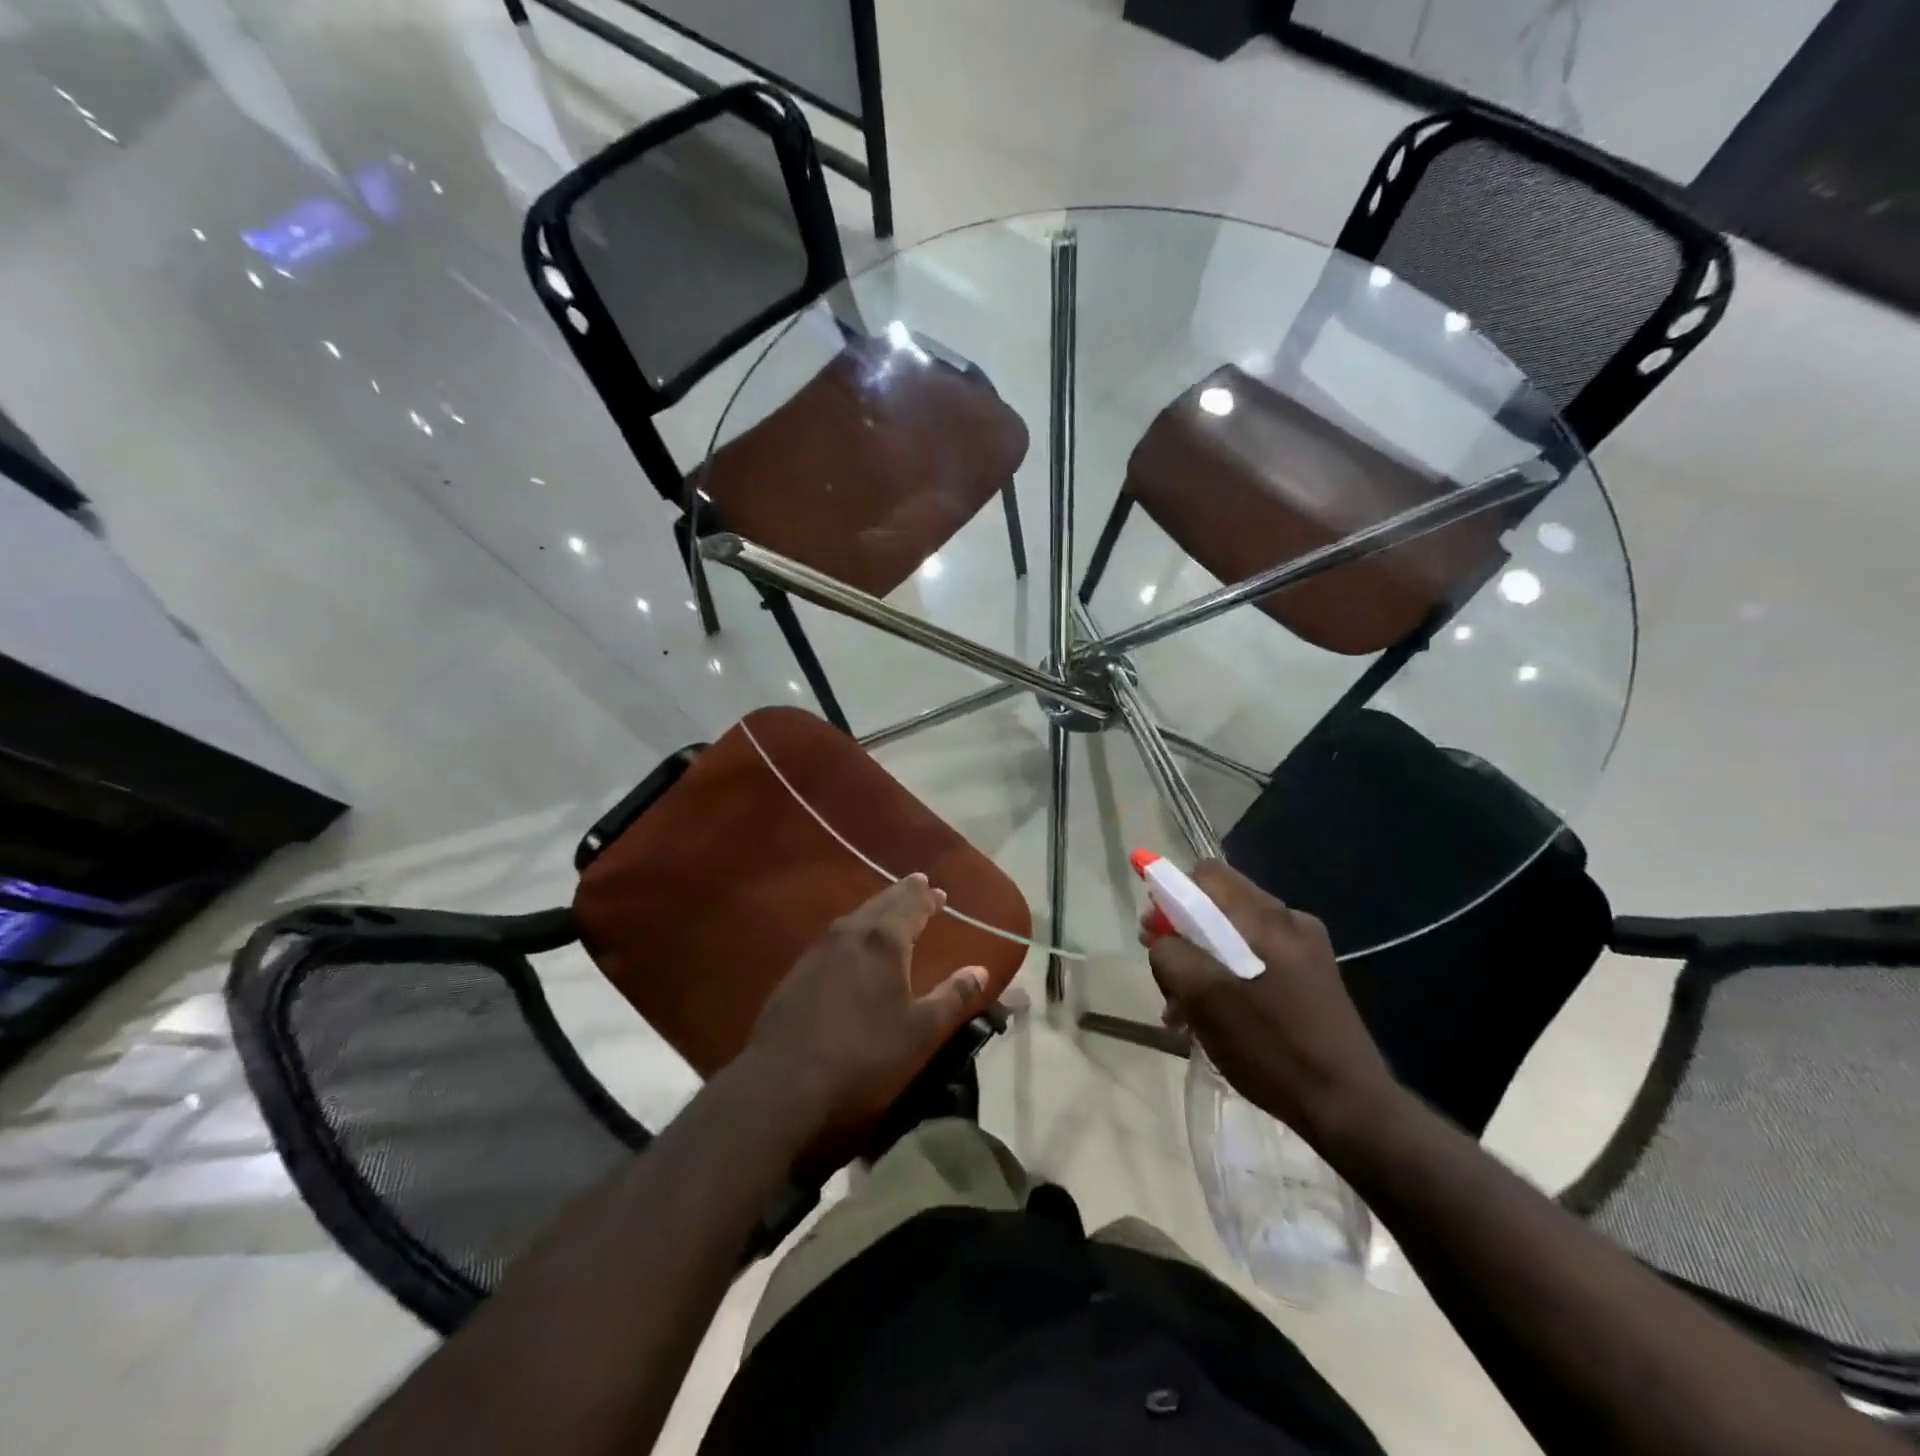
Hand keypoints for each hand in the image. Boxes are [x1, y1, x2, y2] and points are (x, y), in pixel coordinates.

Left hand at [744, 874, 988, 1130]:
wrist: (786, 1078)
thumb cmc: (863, 1052)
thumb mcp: (919, 1029)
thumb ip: (952, 996)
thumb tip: (980, 970)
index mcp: (884, 940)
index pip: (911, 906)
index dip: (927, 898)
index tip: (939, 891)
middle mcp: (851, 933)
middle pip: (882, 902)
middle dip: (903, 893)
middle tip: (917, 883)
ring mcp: (820, 949)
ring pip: (855, 916)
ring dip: (876, 907)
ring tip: (888, 907)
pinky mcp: (799, 969)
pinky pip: (835, 936)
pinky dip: (853, 929)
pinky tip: (851, 944)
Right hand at [1146, 861, 1397, 1147]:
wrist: (1351, 1108)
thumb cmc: (1272, 1048)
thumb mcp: (1204, 1000)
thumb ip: (1172, 956)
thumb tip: (1162, 940)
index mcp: (1266, 918)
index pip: (1206, 875)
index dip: (1171, 896)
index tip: (1155, 935)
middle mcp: (1290, 921)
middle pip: (1218, 906)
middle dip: (1183, 937)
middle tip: (1167, 980)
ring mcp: (1305, 950)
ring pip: (1234, 937)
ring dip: (1202, 965)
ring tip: (1185, 1012)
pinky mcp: (1312, 979)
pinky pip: (1256, 961)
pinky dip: (1229, 980)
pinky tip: (1216, 1019)